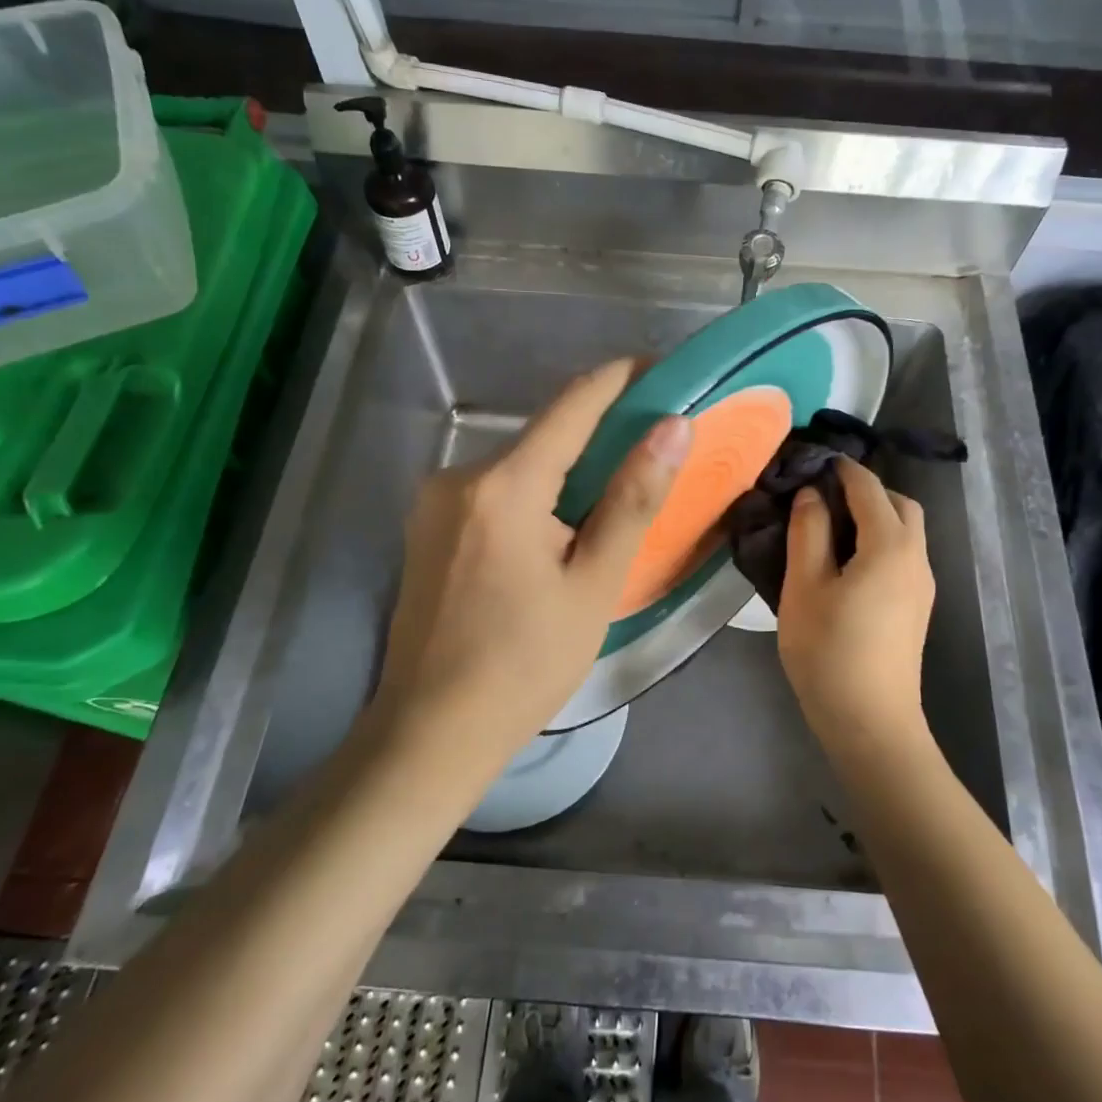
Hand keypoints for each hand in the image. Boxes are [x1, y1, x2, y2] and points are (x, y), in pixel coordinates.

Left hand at [368, 359, 690, 764]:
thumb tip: (674, 427)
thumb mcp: (594, 585)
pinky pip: (494, 491)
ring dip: (568, 470)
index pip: (574, 403)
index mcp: (505, 485)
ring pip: (520, 465)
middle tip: (654, 450)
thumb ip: (633, 499)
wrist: (431, 730)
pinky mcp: (427, 526)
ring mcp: (435, 500)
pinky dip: (534, 495)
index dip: (621, 378)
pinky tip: (558, 532)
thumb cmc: (525, 665)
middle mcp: (461, 475)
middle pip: (545, 435)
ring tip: (614, 499)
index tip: (662, 371)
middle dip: (601, 434)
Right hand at [777, 457, 935, 747]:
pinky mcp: (917, 607)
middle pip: (899, 505)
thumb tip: (811, 494)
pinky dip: (879, 542)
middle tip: (821, 499)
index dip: (841, 470)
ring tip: (828, 529)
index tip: (811, 461)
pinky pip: (902, 555)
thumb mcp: (804, 586)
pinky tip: (846, 563)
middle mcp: (916, 557)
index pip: (868, 488)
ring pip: (905, 531)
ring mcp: (921, 585)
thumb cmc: (829, 650)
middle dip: (864, 491)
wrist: (870, 722)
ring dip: (874, 517)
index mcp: (890, 545)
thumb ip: (808, 531)